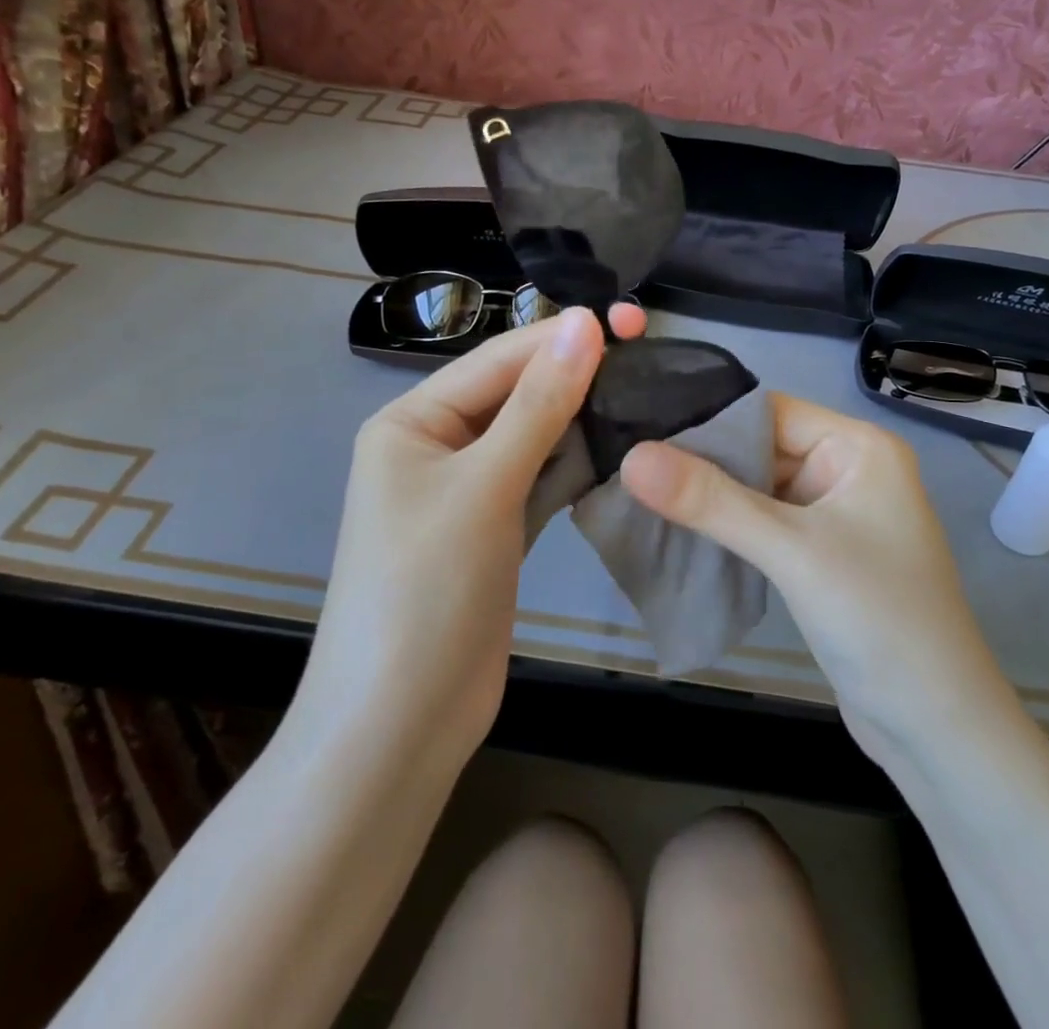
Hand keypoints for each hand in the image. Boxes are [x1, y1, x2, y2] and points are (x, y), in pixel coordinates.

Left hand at [299, 303, 645, 769]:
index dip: (562, 338)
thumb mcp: (483, 487)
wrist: (399, 727)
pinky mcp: (494, 529)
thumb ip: (538, 404)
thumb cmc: (426, 591)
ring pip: (533, 436)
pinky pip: (539, 478)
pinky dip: (574, 464)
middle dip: (576, 375)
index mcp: (412, 422)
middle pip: (516, 394)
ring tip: (646, 393)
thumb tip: (585, 324)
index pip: (498, 361)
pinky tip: (619, 448)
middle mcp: (436, 446)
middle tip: (649, 352)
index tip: (631, 319)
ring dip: (581, 418)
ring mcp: (467, 491)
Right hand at [620, 394, 1013, 766]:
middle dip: (701, 460)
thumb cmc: (878, 620)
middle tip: (626, 462)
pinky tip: (677, 530)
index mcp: (858, 447)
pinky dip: (726, 527)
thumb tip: (631, 457)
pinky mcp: (820, 555)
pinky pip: (763, 524)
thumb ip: (710, 501)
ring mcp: (834, 514)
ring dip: (708, 497)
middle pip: (760, 447)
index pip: (768, 411)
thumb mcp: (791, 551)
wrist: (937, 731)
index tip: (640, 428)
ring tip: (636, 492)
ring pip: (757, 488)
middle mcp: (848, 470)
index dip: (707, 418)